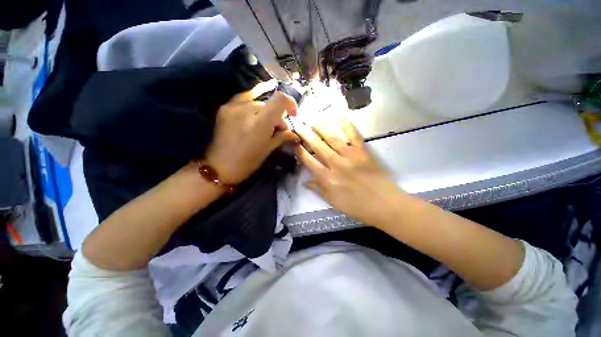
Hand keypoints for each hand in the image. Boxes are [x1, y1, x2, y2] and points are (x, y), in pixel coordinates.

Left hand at [205, 80, 299, 183]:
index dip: (290, 104)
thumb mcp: (268, 150)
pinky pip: (244, 96)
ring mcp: (233, 107)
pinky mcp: (225, 107)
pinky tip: (266, 87)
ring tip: (266, 122)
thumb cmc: (247, 162)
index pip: (279, 101)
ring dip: (266, 111)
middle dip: (277, 116)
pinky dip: (255, 94)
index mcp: (260, 123)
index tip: (293, 114)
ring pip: (258, 102)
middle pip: (269, 105)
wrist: (219, 166)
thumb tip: (294, 134)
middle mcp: (247, 111)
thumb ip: (282, 137)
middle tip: (278, 129)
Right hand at [295, 120, 404, 226]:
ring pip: (333, 139)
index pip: (309, 161)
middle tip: (298, 125)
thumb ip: (319, 190)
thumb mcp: (334, 202)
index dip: (299, 151)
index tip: (293, 142)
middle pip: (318, 146)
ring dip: (322, 129)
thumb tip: (305, 182)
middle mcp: (336, 164)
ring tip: (313, 121)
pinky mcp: (363, 152)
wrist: (384, 204)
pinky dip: (347, 127)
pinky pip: (354, 137)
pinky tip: (340, 119)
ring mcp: (350, 157)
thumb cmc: (357, 207)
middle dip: (306, 135)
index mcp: (327, 179)